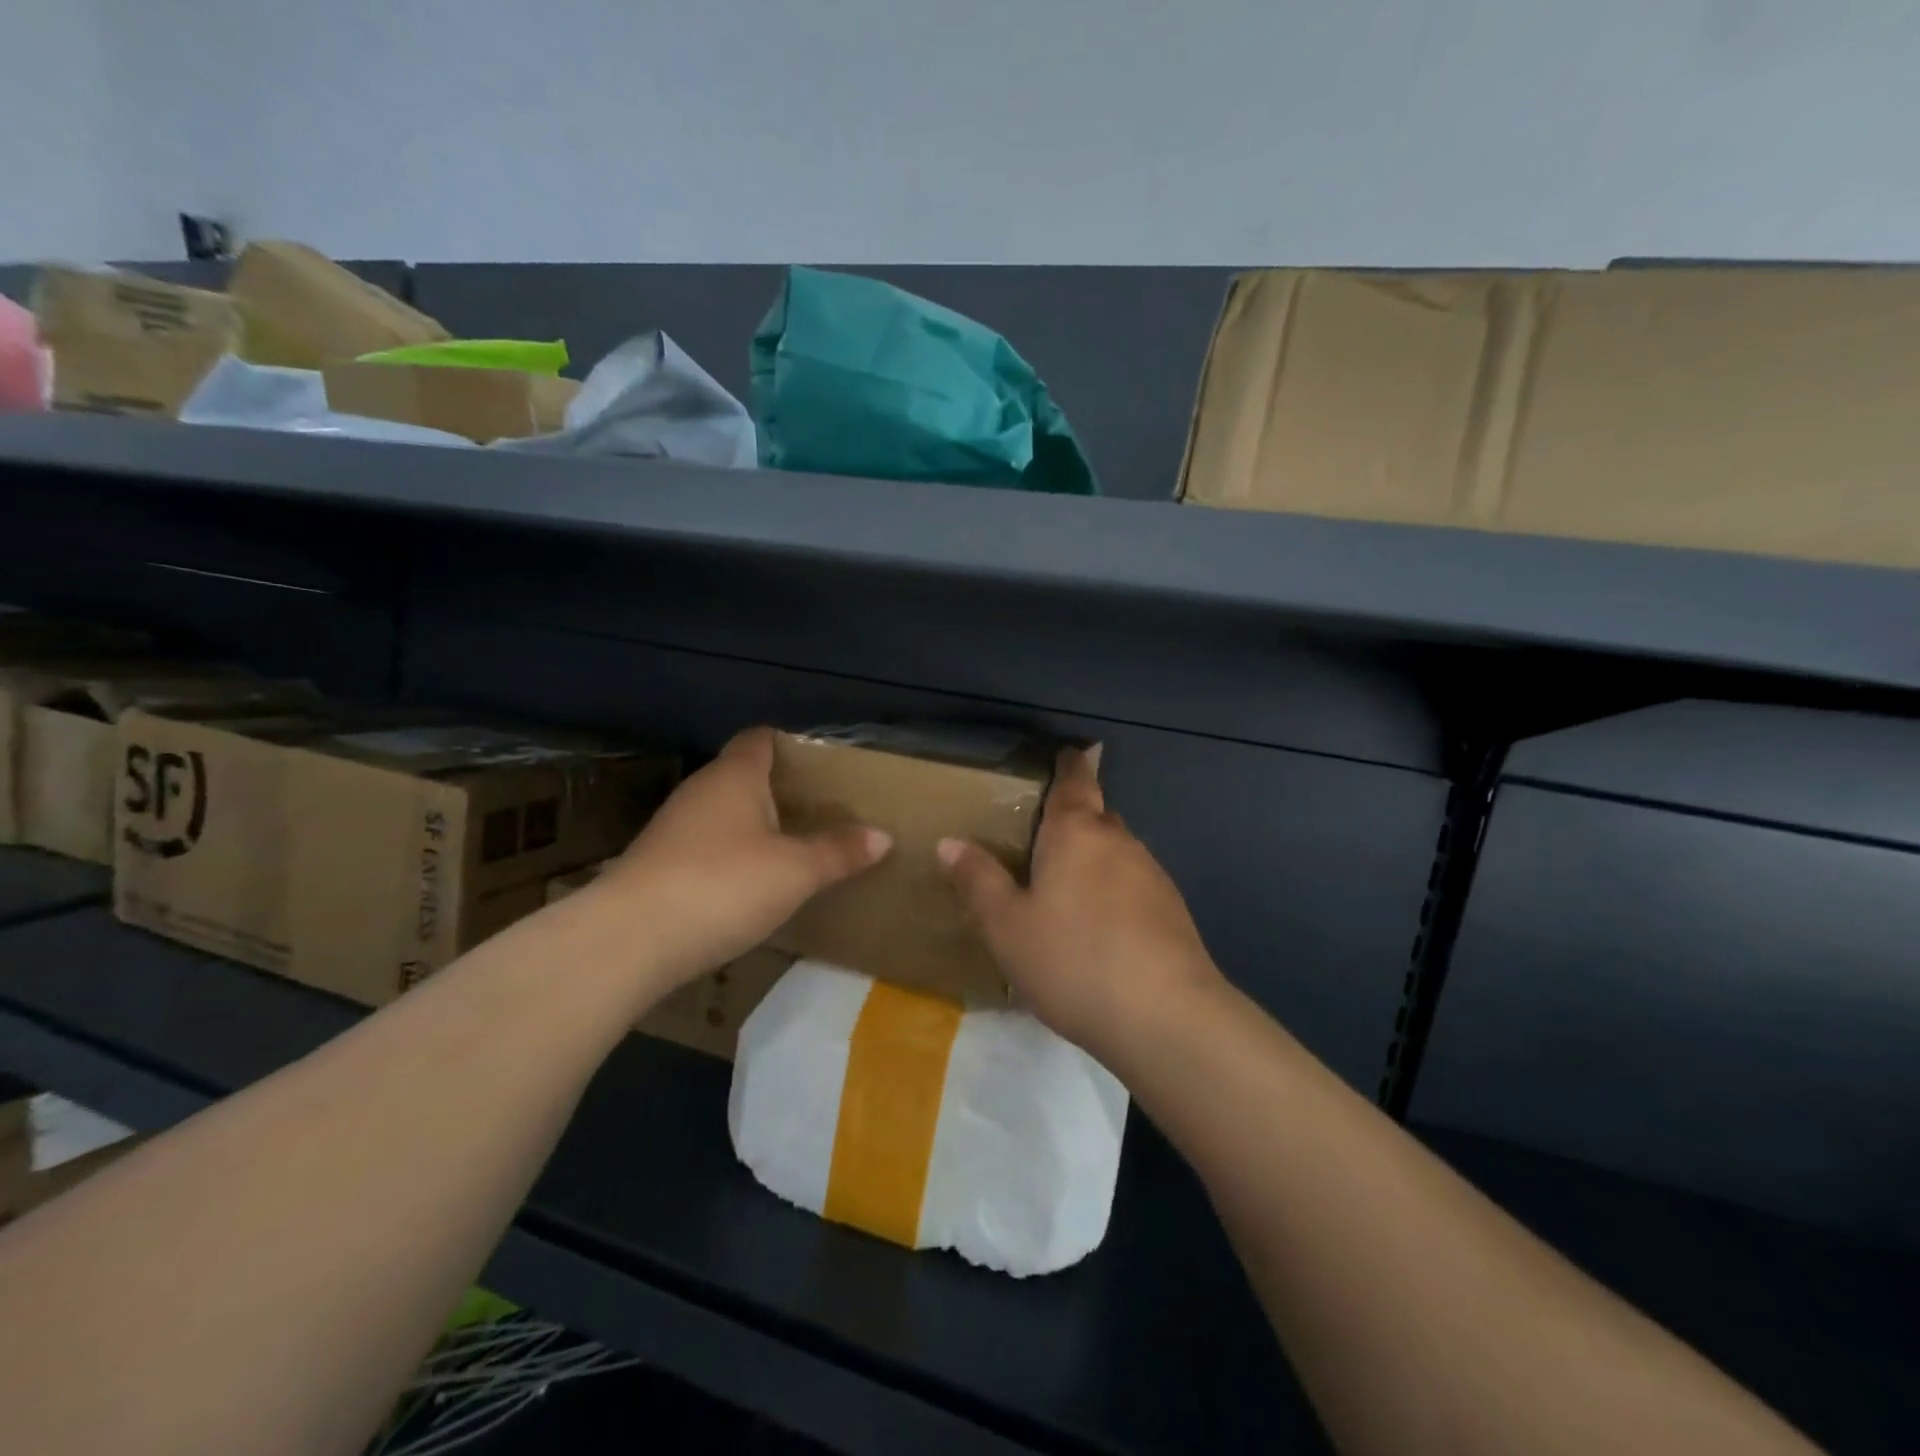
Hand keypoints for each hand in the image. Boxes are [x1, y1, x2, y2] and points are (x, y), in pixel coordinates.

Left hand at [599, 727, 890, 986]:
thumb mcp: (795, 871)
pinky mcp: (658, 866)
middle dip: (780, 791)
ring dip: (755, 827)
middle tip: (822, 812)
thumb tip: (882, 836)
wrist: (630, 941)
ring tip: (795, 848)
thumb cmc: (723, 885)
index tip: (823, 768)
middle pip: (744, 777)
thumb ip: (839, 851)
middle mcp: (700, 791)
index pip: (761, 739)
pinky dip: (732, 857)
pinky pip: (707, 847)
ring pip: (724, 815)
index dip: (791, 746)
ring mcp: (674, 829)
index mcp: (734, 776)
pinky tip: (752, 885)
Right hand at [938, 748, 1223, 1052]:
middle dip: (1074, 820)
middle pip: (1096, 816)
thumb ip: (979, 880)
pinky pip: (1134, 886)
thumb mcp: (1007, 926)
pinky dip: (1114, 892)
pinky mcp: (1173, 911)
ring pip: (1117, 853)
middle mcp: (1119, 841)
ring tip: (1067, 890)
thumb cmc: (1073, 959)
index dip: (1069, 764)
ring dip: (1094, 860)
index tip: (1064, 754)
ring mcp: (1152, 875)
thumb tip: (949, 842)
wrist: (1165, 1017)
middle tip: (1042, 839)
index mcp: (1076, 833)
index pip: (1075, 781)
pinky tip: (1100, 929)